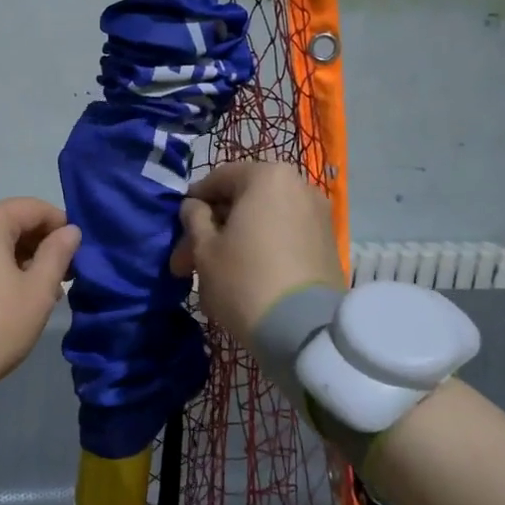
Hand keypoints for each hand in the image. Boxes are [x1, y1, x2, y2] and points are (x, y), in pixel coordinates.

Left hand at [0, 198, 80, 398]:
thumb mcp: (38, 290)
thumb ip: (58, 253)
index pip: (34, 208)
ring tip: (40, 290)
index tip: (77, 253)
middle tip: (62, 276)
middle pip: (11, 222)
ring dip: (20, 258)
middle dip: (40, 244)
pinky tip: (11, 295)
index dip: (61, 225)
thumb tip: (70, 231)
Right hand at [171, 161, 343, 345]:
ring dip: (234, 243)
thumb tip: (194, 206)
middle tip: (186, 264)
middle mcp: (299, 186)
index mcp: (267, 176)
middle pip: (242, 202)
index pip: (219, 179)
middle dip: (212, 230)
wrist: (304, 328)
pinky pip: (283, 238)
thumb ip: (194, 219)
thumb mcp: (205, 249)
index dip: (193, 203)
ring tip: (211, 277)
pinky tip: (242, 278)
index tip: (178, 228)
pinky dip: (260, 250)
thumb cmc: (244, 278)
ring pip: (262, 222)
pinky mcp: (327, 244)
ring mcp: (318, 216)